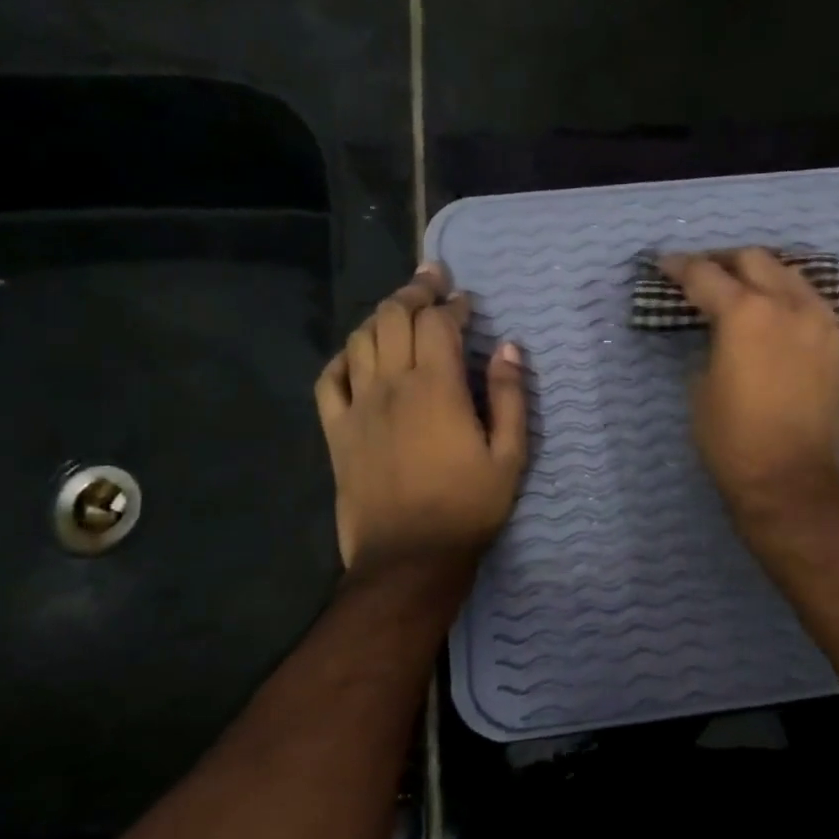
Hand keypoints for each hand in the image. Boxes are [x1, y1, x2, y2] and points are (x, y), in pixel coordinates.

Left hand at [314, 264, 527, 576]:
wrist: (410, 557)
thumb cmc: (469, 507)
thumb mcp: (510, 456)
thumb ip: (510, 397)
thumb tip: (508, 347)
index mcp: (436, 388)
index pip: (438, 323)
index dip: (453, 304)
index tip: (467, 301)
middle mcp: (392, 386)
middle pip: (393, 318)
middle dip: (414, 292)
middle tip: (431, 280)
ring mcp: (358, 406)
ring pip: (360, 340)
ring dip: (381, 315)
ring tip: (400, 308)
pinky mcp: (337, 431)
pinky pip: (328, 380)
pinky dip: (343, 357)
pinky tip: (358, 354)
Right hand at [657, 248, 838, 522]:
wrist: (792, 479)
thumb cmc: (733, 439)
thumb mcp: (700, 387)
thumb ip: (710, 345)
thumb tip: (718, 333)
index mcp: (746, 313)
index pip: (706, 274)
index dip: (680, 266)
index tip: (665, 264)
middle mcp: (789, 305)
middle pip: (755, 259)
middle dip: (724, 261)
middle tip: (705, 274)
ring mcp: (823, 322)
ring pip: (792, 276)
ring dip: (763, 275)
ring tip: (745, 289)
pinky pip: (815, 306)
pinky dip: (792, 301)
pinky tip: (780, 317)